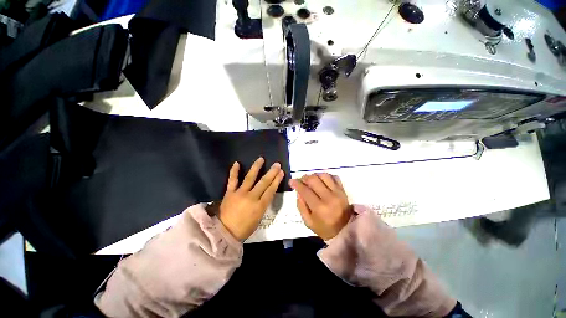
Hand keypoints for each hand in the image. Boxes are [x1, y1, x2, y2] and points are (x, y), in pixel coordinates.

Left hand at [219, 157, 284, 240]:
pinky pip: (232, 180)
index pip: (271, 190)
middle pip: (263, 182)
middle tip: (276, 164)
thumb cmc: (244, 228)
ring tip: (261, 159)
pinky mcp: (230, 192)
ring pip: (250, 178)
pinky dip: (234, 171)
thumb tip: (267, 193)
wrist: (225, 233)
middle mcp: (251, 197)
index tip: (281, 172)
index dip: (277, 180)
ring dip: (256, 167)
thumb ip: (263, 204)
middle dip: (271, 172)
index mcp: (259, 206)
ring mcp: (240, 193)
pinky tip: (237, 163)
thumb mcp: (259, 218)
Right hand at [289, 173, 351, 239]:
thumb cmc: (325, 228)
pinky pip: (334, 177)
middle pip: (314, 180)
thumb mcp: (308, 222)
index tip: (292, 181)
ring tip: (311, 180)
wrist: (346, 230)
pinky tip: (322, 180)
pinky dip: (326, 176)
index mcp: (319, 208)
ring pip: (324, 175)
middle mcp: (329, 197)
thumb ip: (301, 206)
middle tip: (301, 181)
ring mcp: (338, 192)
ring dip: (315, 176)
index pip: (305, 190)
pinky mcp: (343, 190)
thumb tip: (298, 191)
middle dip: (304, 178)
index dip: (297, 184)